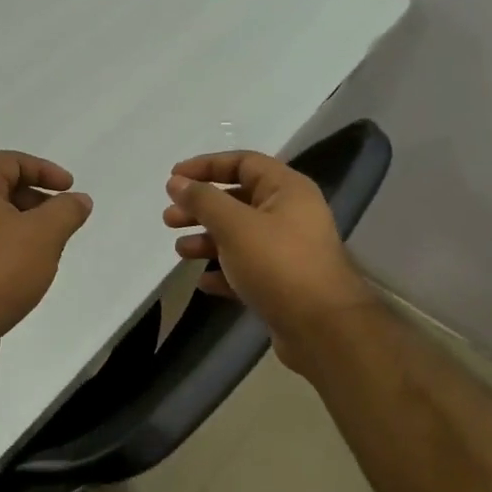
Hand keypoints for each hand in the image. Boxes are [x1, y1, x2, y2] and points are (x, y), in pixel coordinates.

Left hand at [0, 151, 93, 365]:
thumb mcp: (44, 235)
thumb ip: (66, 211)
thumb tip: (79, 199)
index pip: (9, 161)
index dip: (43, 169)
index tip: (70, 188)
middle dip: (36, 199)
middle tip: (62, 219)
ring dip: (24, 226)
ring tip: (49, 248)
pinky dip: (9, 248)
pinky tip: (25, 272)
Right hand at [164, 150, 378, 354]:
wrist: (322, 328)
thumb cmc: (278, 265)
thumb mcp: (235, 226)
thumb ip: (203, 200)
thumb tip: (177, 182)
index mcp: (287, 190)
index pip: (243, 163)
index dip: (206, 166)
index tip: (173, 178)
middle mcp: (290, 215)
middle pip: (238, 201)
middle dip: (201, 208)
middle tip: (169, 219)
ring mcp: (288, 251)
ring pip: (239, 237)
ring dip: (207, 240)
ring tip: (180, 251)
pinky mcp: (282, 284)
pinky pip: (246, 269)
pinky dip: (223, 272)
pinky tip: (203, 282)